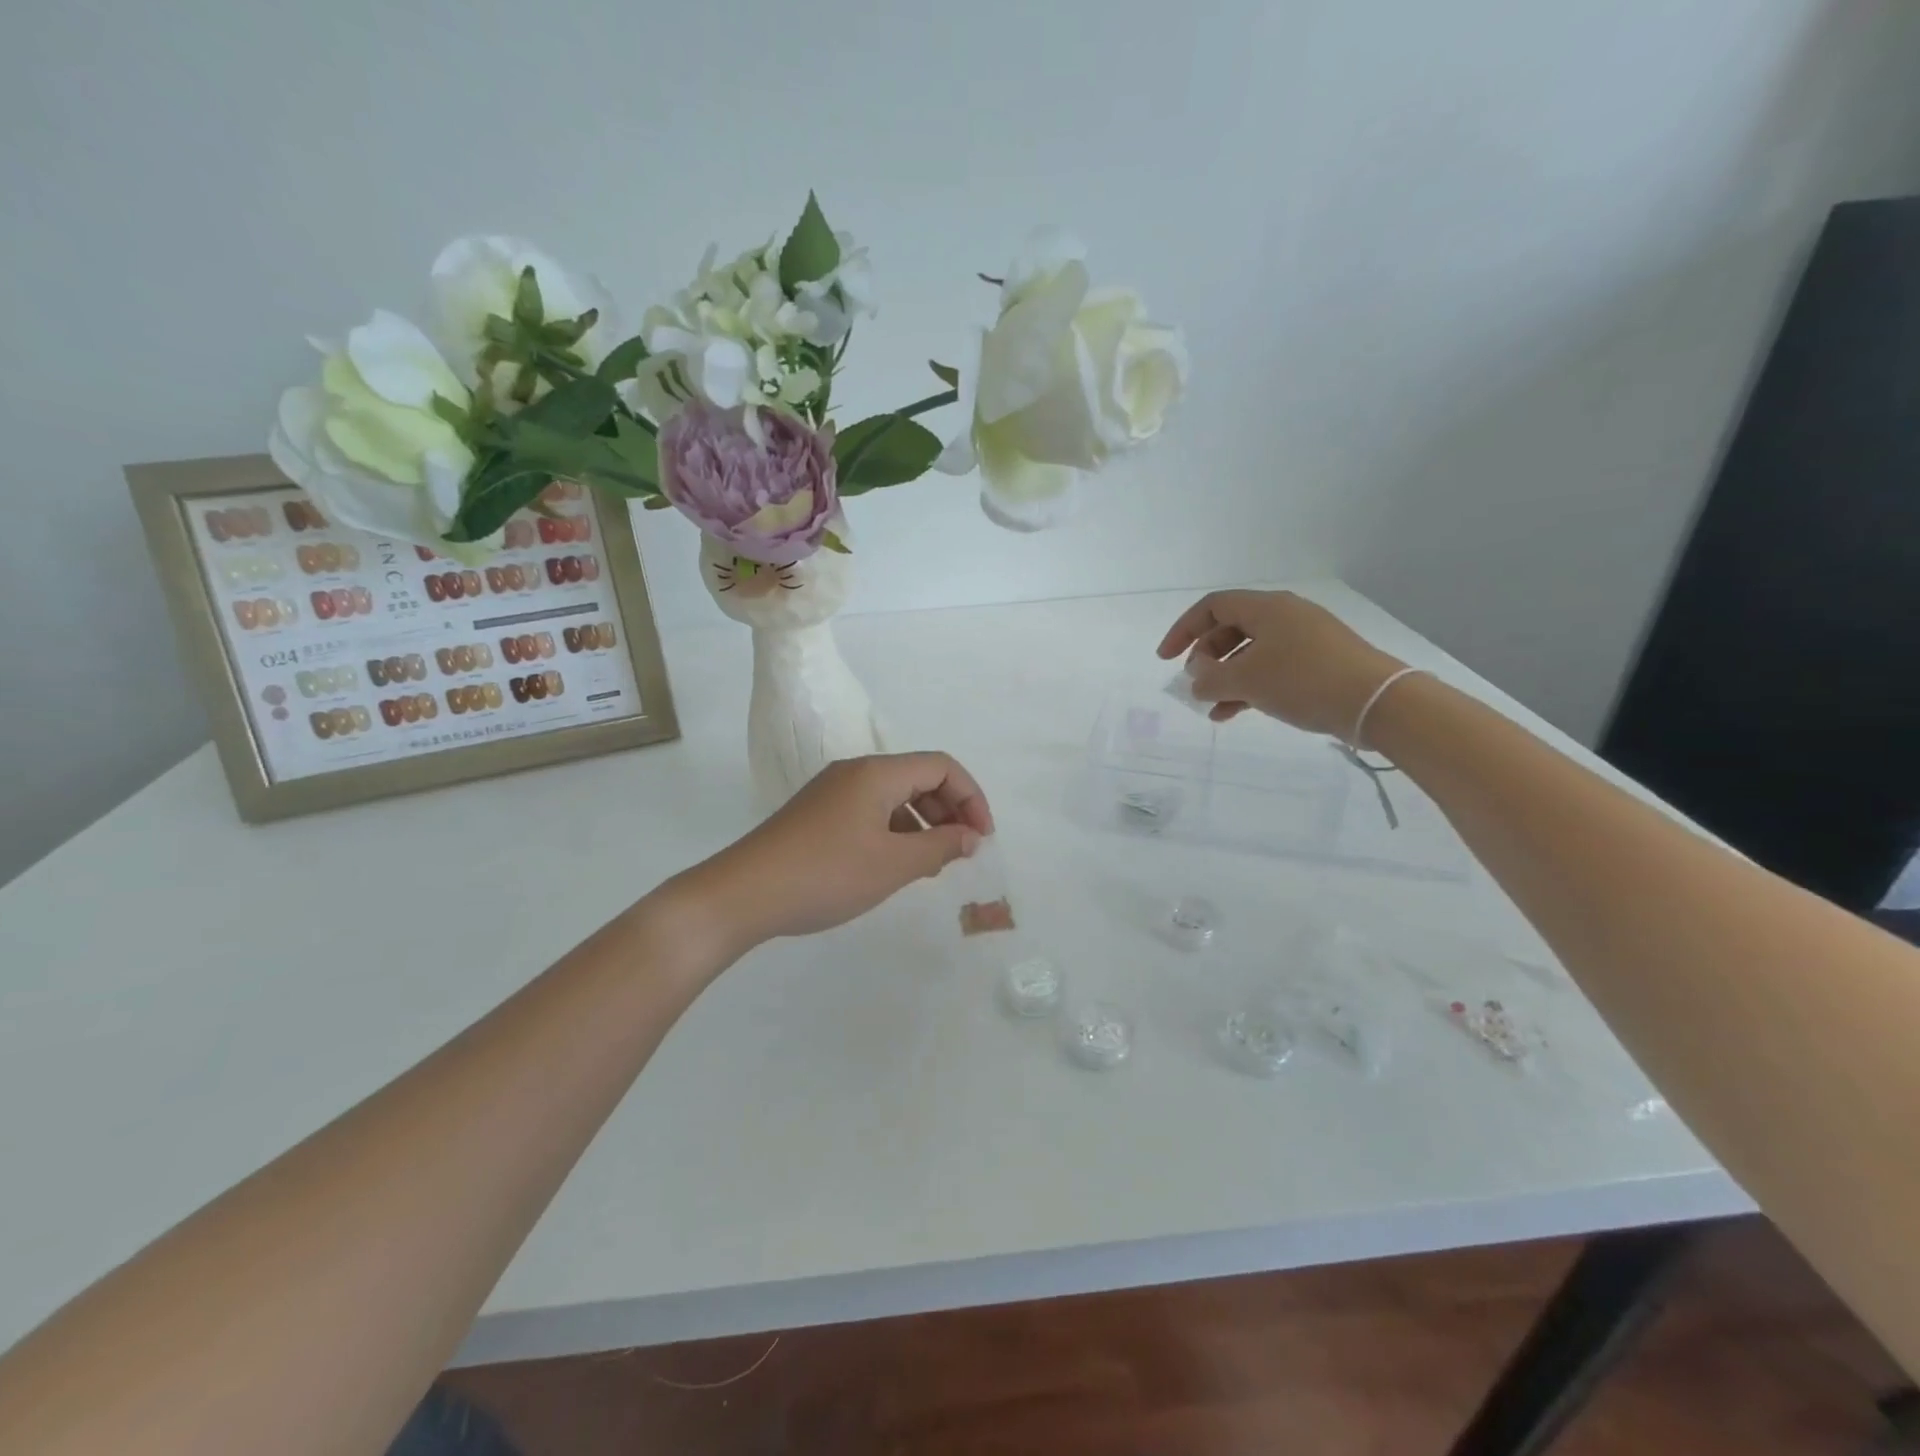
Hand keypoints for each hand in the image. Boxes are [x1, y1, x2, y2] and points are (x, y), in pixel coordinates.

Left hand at [677, 753, 994, 953]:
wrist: (742, 894)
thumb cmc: (826, 875)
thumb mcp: (892, 865)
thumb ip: (940, 847)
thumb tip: (971, 838)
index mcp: (877, 773)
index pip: (941, 766)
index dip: (971, 797)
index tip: (982, 838)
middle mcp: (855, 772)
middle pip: (918, 777)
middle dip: (950, 810)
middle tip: (963, 852)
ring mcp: (832, 792)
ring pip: (894, 796)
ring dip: (923, 824)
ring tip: (933, 864)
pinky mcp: (817, 814)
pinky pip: (870, 812)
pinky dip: (895, 832)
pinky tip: (895, 865)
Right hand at [1157, 590, 1405, 737]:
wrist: (1376, 702)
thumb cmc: (1304, 681)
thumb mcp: (1246, 680)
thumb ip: (1210, 679)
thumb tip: (1196, 679)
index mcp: (1266, 608)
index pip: (1212, 606)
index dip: (1183, 630)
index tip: (1165, 659)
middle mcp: (1285, 616)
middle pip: (1230, 628)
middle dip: (1205, 657)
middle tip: (1195, 683)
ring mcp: (1304, 639)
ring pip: (1250, 652)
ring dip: (1225, 677)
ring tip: (1211, 706)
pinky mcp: (1318, 662)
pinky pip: (1271, 668)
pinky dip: (1249, 686)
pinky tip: (1235, 712)